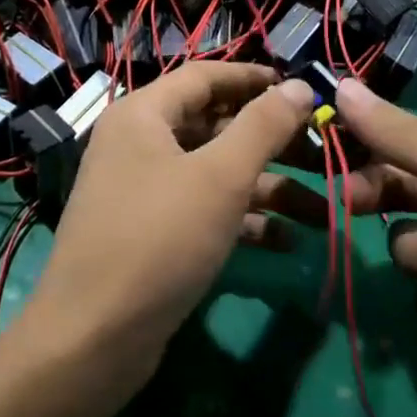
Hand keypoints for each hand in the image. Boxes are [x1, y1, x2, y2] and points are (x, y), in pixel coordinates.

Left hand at [15, 63, 314, 404]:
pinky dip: (243, 221)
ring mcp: (145, 191)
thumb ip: (263, 126)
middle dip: (272, 140)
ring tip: (324, 210)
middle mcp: (140, 144)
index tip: (303, 88)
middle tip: (323, 151)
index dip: (255, 78)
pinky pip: (205, 211)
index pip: (206, 76)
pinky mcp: (153, 234)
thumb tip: (300, 86)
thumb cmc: (159, 239)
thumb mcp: (220, 177)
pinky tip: (287, 242)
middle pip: (215, 125)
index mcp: (143, 114)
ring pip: (215, 173)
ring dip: (268, 188)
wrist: (93, 340)